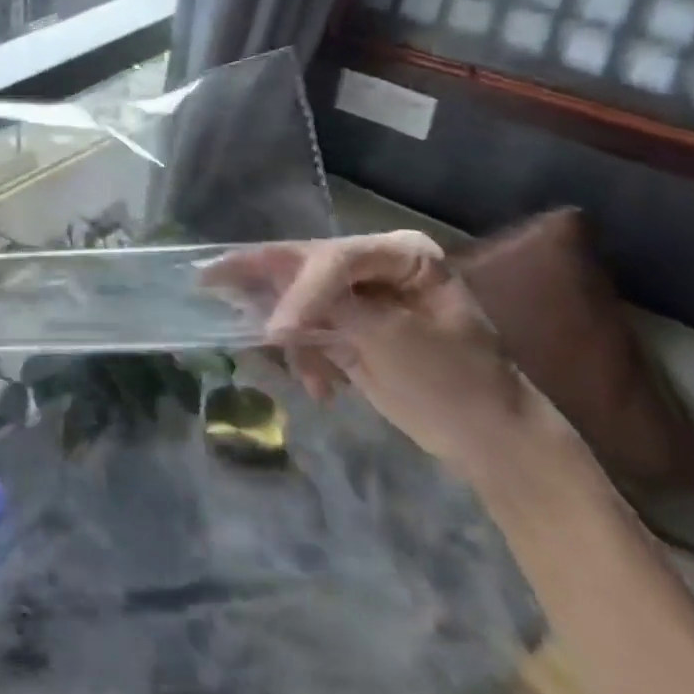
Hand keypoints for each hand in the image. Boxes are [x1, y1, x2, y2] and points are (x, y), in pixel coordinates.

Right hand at [203, 230, 544, 480]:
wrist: (486, 438)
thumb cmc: (455, 379)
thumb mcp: (398, 340)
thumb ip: (336, 311)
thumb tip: (274, 312)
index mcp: (400, 254)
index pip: (335, 258)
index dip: (301, 290)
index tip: (276, 331)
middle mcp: (374, 265)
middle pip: (305, 266)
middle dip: (266, 286)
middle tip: (208, 278)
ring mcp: (358, 297)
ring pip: (296, 297)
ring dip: (288, 333)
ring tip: (296, 368)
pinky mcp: (346, 328)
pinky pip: (305, 329)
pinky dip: (303, 357)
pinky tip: (318, 388)